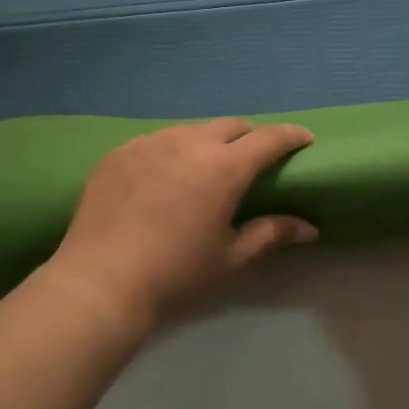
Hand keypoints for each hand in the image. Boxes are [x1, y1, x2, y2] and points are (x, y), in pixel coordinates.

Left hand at [39, 119, 316, 335]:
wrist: (99, 283)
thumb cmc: (175, 276)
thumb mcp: (230, 260)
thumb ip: (270, 235)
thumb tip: (309, 227)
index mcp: (223, 167)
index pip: (268, 138)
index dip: (290, 136)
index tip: (304, 139)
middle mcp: (188, 143)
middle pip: (230, 125)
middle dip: (250, 136)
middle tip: (255, 159)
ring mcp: (149, 143)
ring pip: (191, 129)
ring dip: (209, 141)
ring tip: (206, 167)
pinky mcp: (119, 153)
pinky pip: (156, 141)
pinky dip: (171, 151)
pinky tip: (164, 177)